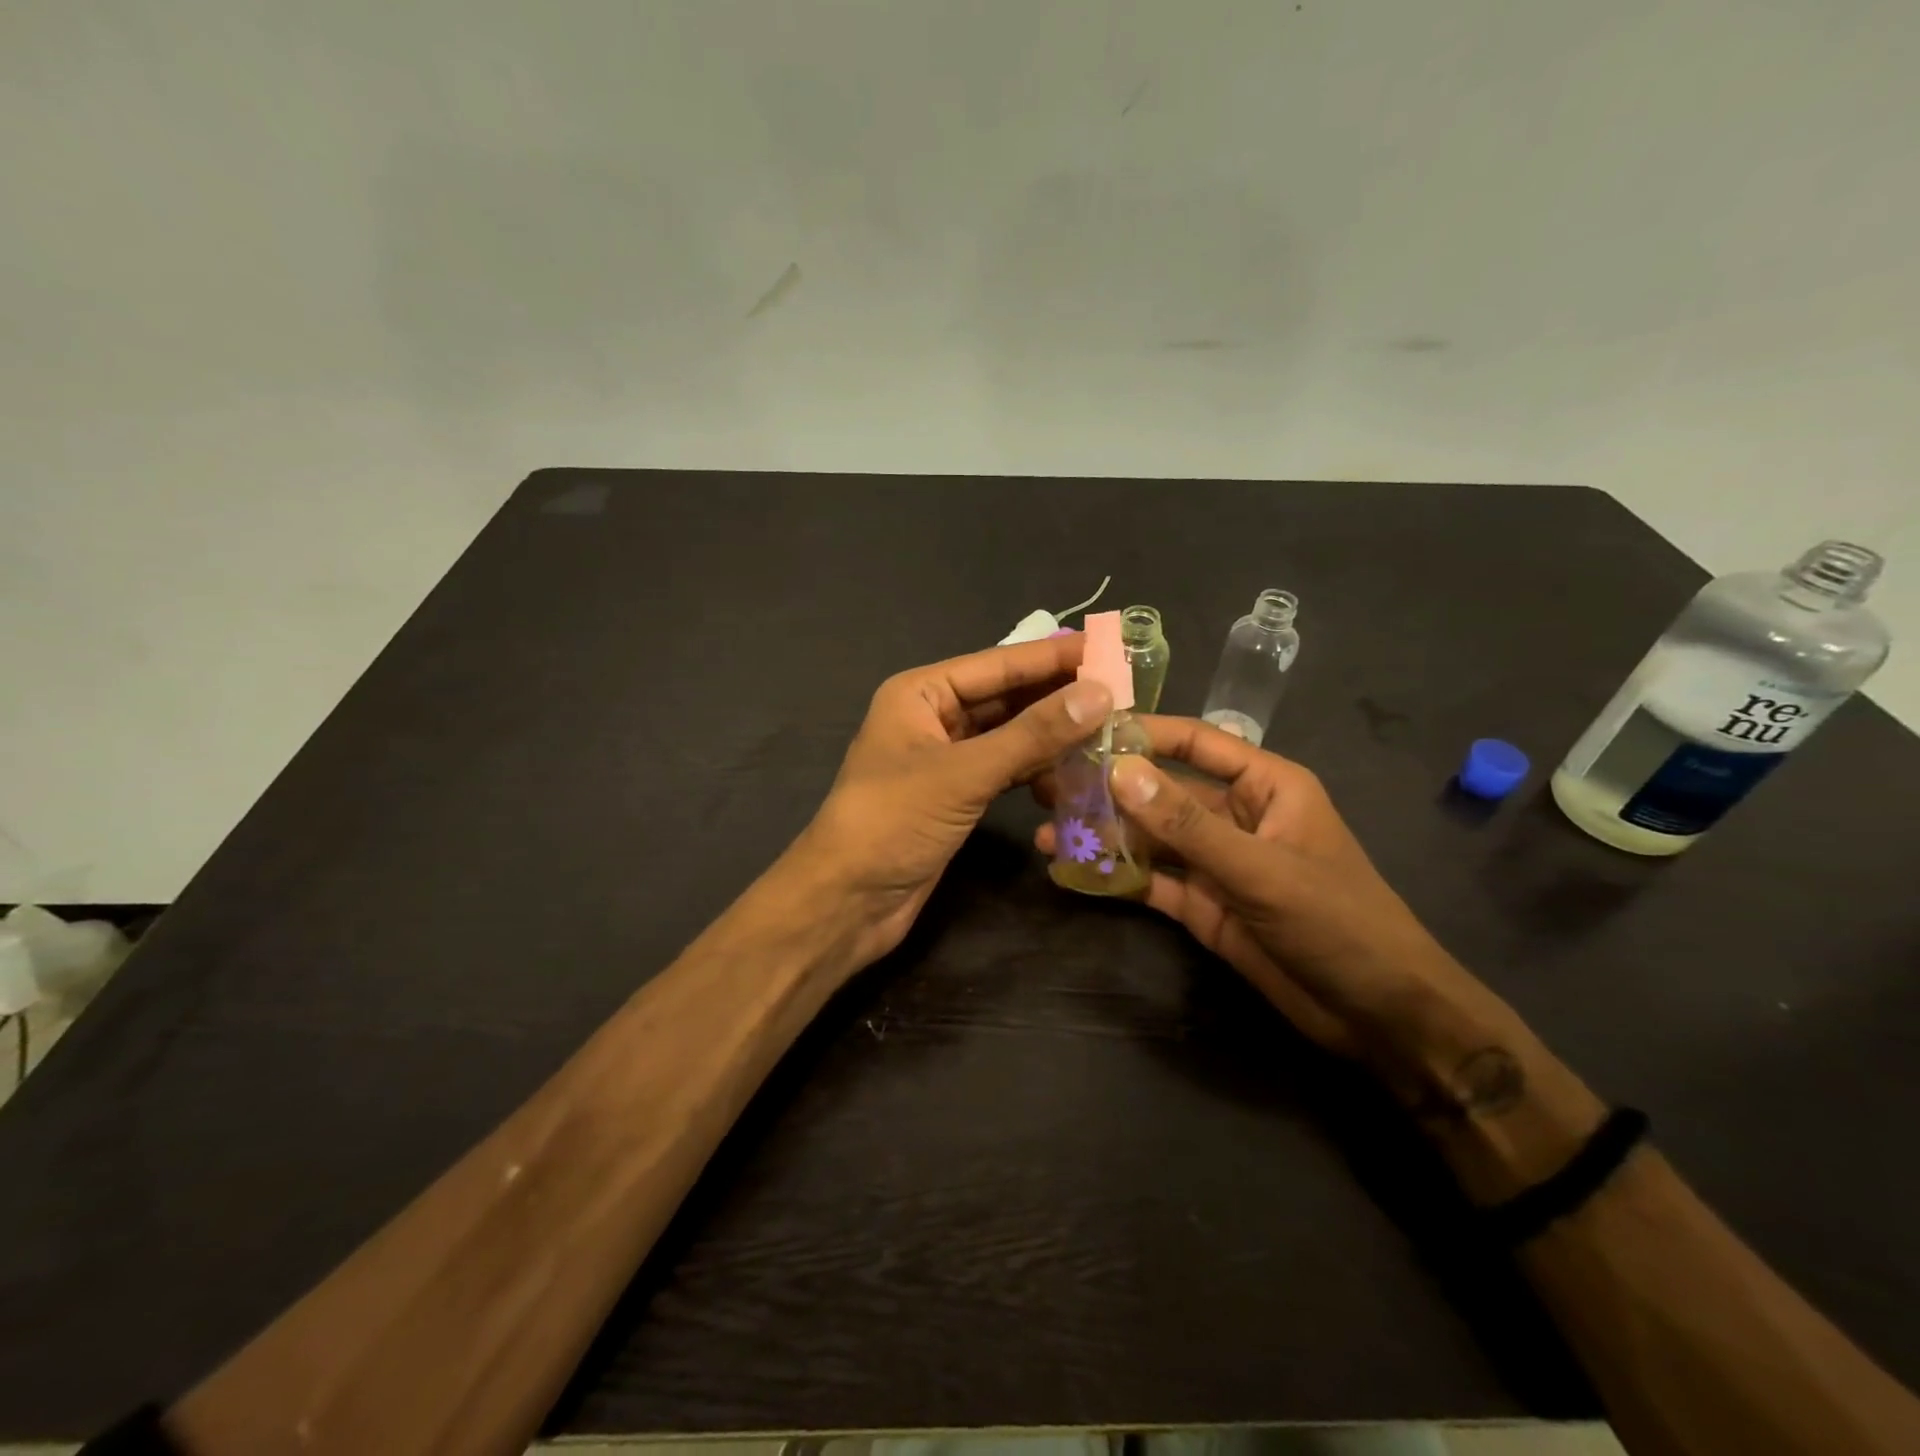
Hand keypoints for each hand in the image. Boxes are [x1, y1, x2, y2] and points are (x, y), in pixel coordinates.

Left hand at [801, 635, 1111, 968]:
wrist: (848, 901)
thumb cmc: (893, 822)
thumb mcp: (964, 773)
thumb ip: (1032, 734)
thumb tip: (1099, 694)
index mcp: (921, 693)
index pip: (998, 665)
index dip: (1053, 657)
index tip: (1108, 647)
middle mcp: (933, 717)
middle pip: (1006, 698)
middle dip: (1058, 697)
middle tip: (1122, 691)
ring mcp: (946, 759)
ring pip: (1010, 736)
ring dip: (1053, 737)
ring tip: (1110, 732)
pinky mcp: (957, 796)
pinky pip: (1005, 770)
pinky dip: (1036, 771)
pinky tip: (1073, 776)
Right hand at [1036, 717, 1498, 1096]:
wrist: (1378, 1015)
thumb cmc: (1337, 921)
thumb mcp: (1260, 868)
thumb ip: (1187, 823)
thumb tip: (1119, 770)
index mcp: (1265, 786)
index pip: (1196, 742)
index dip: (1145, 732)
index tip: (1087, 729)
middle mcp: (1235, 815)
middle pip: (1162, 791)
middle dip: (1110, 789)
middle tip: (1049, 785)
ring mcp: (1217, 862)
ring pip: (1151, 838)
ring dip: (1105, 835)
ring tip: (1049, 832)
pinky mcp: (1203, 905)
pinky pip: (1153, 881)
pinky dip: (1117, 877)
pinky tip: (1074, 872)